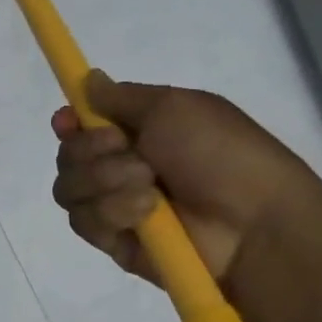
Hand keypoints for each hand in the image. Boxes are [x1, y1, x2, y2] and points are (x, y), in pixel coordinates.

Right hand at [51, 70, 321, 283]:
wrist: (254, 223)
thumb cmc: (221, 154)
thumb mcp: (174, 106)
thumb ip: (121, 96)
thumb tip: (88, 79)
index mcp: (135, 132)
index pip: (79, 127)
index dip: (68, 123)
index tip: (68, 121)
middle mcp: (118, 168)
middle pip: (67, 156)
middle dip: (91, 150)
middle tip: (130, 152)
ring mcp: (114, 206)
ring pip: (68, 189)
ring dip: (105, 181)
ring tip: (148, 186)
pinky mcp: (113, 241)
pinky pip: (84, 222)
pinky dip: (112, 212)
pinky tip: (146, 213)